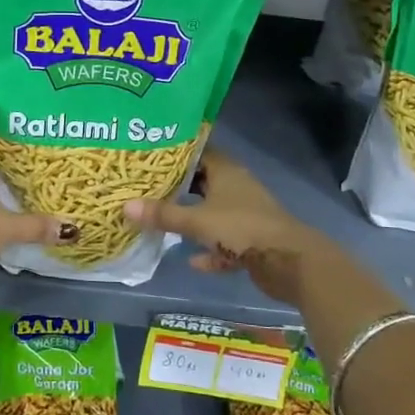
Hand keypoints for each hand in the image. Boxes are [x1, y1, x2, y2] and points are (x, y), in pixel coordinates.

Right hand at [125, 148, 329, 306]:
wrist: (289, 262)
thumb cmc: (241, 229)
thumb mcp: (197, 221)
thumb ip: (163, 215)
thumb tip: (125, 206)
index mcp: (226, 172)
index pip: (198, 152)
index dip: (175, 154)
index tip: (150, 158)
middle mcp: (237, 188)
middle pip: (204, 182)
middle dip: (180, 188)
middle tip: (149, 190)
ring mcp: (247, 215)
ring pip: (215, 213)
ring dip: (195, 220)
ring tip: (166, 222)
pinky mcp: (253, 241)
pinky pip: (226, 243)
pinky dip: (212, 250)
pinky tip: (195, 261)